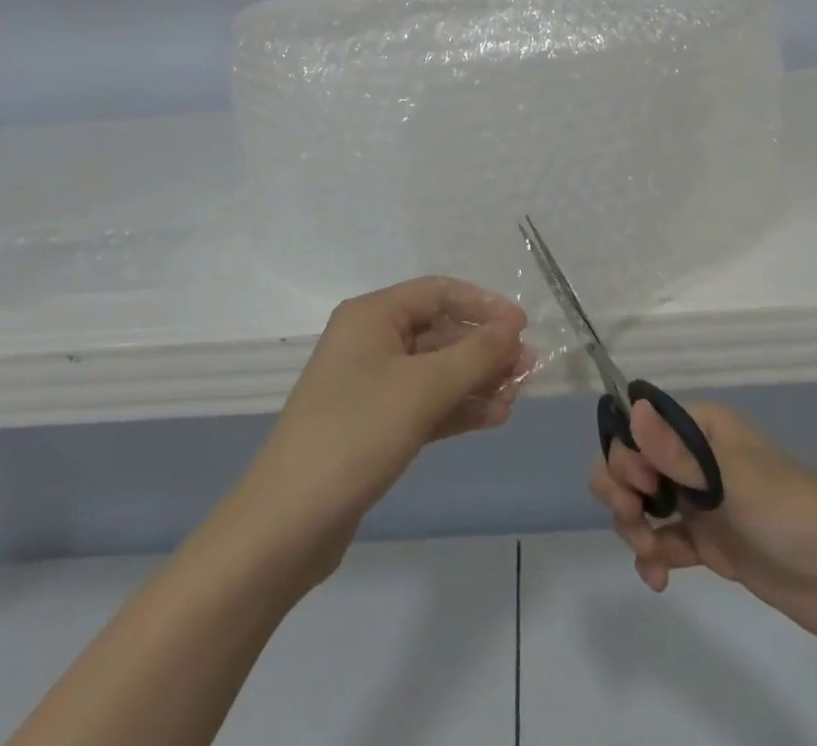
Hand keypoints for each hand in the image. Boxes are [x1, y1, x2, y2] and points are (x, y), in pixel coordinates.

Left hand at [248, 277, 528, 563]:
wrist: (289, 523)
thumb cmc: (357, 433)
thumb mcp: (423, 388)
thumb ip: (475, 355)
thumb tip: (514, 328)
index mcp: (372, 315)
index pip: (438, 292)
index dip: (483, 305)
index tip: (523, 326)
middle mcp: (370, 341)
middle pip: (439, 332)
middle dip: (484, 349)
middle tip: (528, 369)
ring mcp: (370, 384)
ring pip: (435, 370)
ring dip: (476, 380)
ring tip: (518, 397)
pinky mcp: (374, 424)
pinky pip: (424, 403)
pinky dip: (457, 407)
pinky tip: (494, 417)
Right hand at [590, 399, 816, 652]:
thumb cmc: (791, 512)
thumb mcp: (733, 480)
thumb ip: (678, 453)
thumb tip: (632, 408)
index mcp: (702, 428)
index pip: (642, 425)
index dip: (626, 451)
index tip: (638, 485)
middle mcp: (696, 458)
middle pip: (635, 462)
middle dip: (622, 489)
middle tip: (634, 518)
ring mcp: (702, 501)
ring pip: (643, 502)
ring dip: (633, 525)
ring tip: (649, 555)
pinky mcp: (709, 542)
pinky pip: (663, 540)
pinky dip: (652, 555)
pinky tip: (657, 578)